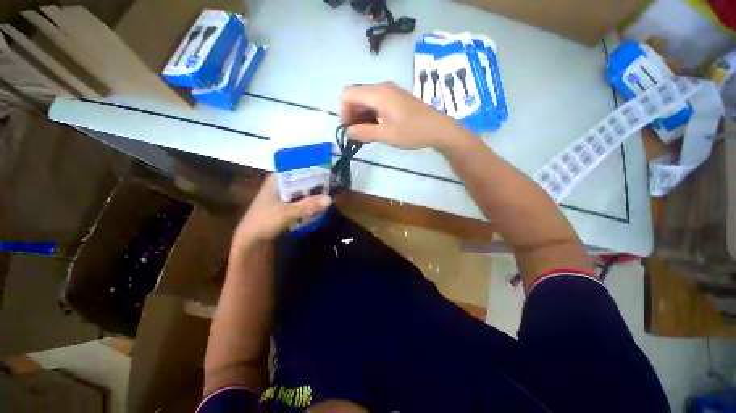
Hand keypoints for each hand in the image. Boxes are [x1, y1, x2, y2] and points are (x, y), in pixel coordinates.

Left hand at [233, 175, 331, 246]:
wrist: (251, 241)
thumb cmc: (264, 222)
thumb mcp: (287, 213)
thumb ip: (308, 206)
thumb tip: (330, 199)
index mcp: (277, 179)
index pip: (298, 168)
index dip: (314, 169)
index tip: (329, 173)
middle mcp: (282, 184)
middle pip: (303, 179)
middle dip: (317, 183)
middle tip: (334, 185)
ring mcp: (284, 195)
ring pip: (304, 190)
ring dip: (315, 193)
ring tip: (331, 194)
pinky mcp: (287, 205)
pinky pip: (302, 199)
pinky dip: (310, 201)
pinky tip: (320, 204)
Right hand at [340, 82, 468, 150]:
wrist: (438, 129)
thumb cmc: (412, 132)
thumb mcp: (386, 135)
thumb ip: (363, 133)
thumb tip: (348, 132)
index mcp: (378, 93)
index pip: (348, 94)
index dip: (343, 112)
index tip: (350, 129)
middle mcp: (382, 87)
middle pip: (356, 96)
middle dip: (352, 115)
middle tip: (358, 135)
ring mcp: (390, 92)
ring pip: (366, 101)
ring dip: (361, 117)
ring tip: (368, 134)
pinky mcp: (395, 98)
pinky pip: (376, 103)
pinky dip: (371, 115)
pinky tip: (376, 128)